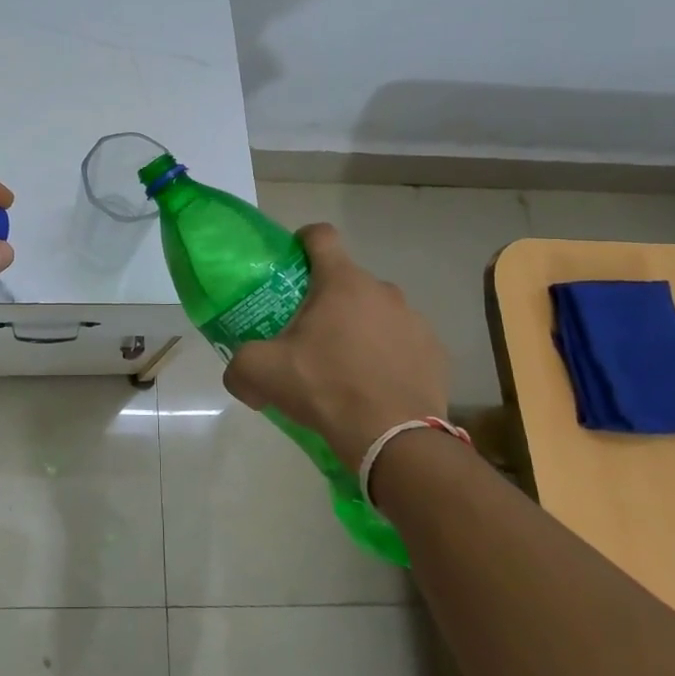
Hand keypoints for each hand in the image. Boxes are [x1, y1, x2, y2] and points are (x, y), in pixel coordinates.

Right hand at [221, 223, 448, 471]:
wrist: (394, 439)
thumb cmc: (325, 388)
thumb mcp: (261, 374)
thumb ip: (239, 366)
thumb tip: (240, 378)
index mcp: (341, 282)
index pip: (321, 236)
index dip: (303, 241)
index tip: (291, 261)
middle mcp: (382, 290)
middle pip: (347, 281)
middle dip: (327, 300)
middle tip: (308, 335)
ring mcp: (414, 320)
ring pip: (377, 312)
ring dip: (360, 328)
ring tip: (344, 366)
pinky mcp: (435, 352)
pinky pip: (403, 343)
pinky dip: (388, 355)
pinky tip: (375, 386)